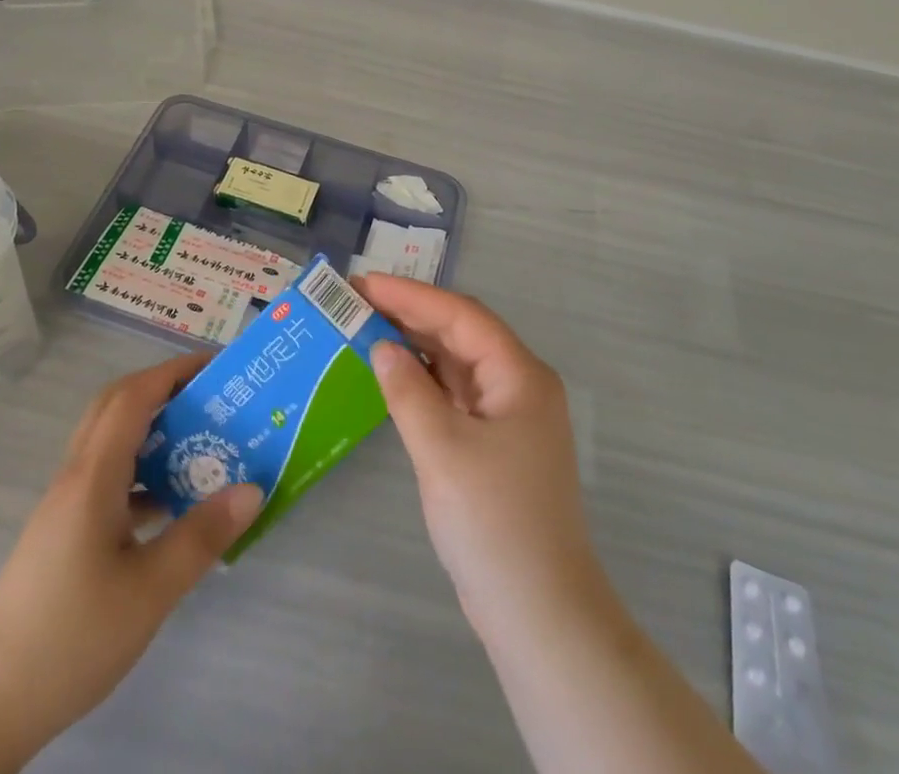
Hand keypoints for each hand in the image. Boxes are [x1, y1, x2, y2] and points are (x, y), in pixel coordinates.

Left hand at [0, 354, 263, 764]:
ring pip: (111, 438)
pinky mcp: (66, 528)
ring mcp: (67, 502)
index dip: (175, 371)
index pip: (134, 396)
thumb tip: (252, 489)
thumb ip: (201, 536)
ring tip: (201, 439)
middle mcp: (76, 475)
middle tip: (211, 395)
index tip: (218, 366)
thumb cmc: (72, 637)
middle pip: (117, 405)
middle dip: (165, 387)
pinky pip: (108, 473)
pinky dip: (142, 467)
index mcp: (93, 476)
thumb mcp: (150, 591)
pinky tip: (170, 501)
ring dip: (153, 426)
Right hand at [354, 274, 600, 635]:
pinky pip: (456, 395)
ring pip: (458, 364)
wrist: (540, 616)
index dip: (410, 295)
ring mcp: (510, 417)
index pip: (461, 316)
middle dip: (410, 314)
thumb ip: (407, 391)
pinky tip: (394, 376)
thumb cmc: (493, 523)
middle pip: (461, 333)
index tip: (363, 283)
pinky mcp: (496, 446)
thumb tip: (382, 347)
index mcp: (520, 375)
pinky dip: (425, 381)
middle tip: (357, 301)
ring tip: (367, 328)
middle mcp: (520, 385)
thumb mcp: (442, 449)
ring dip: (416, 346)